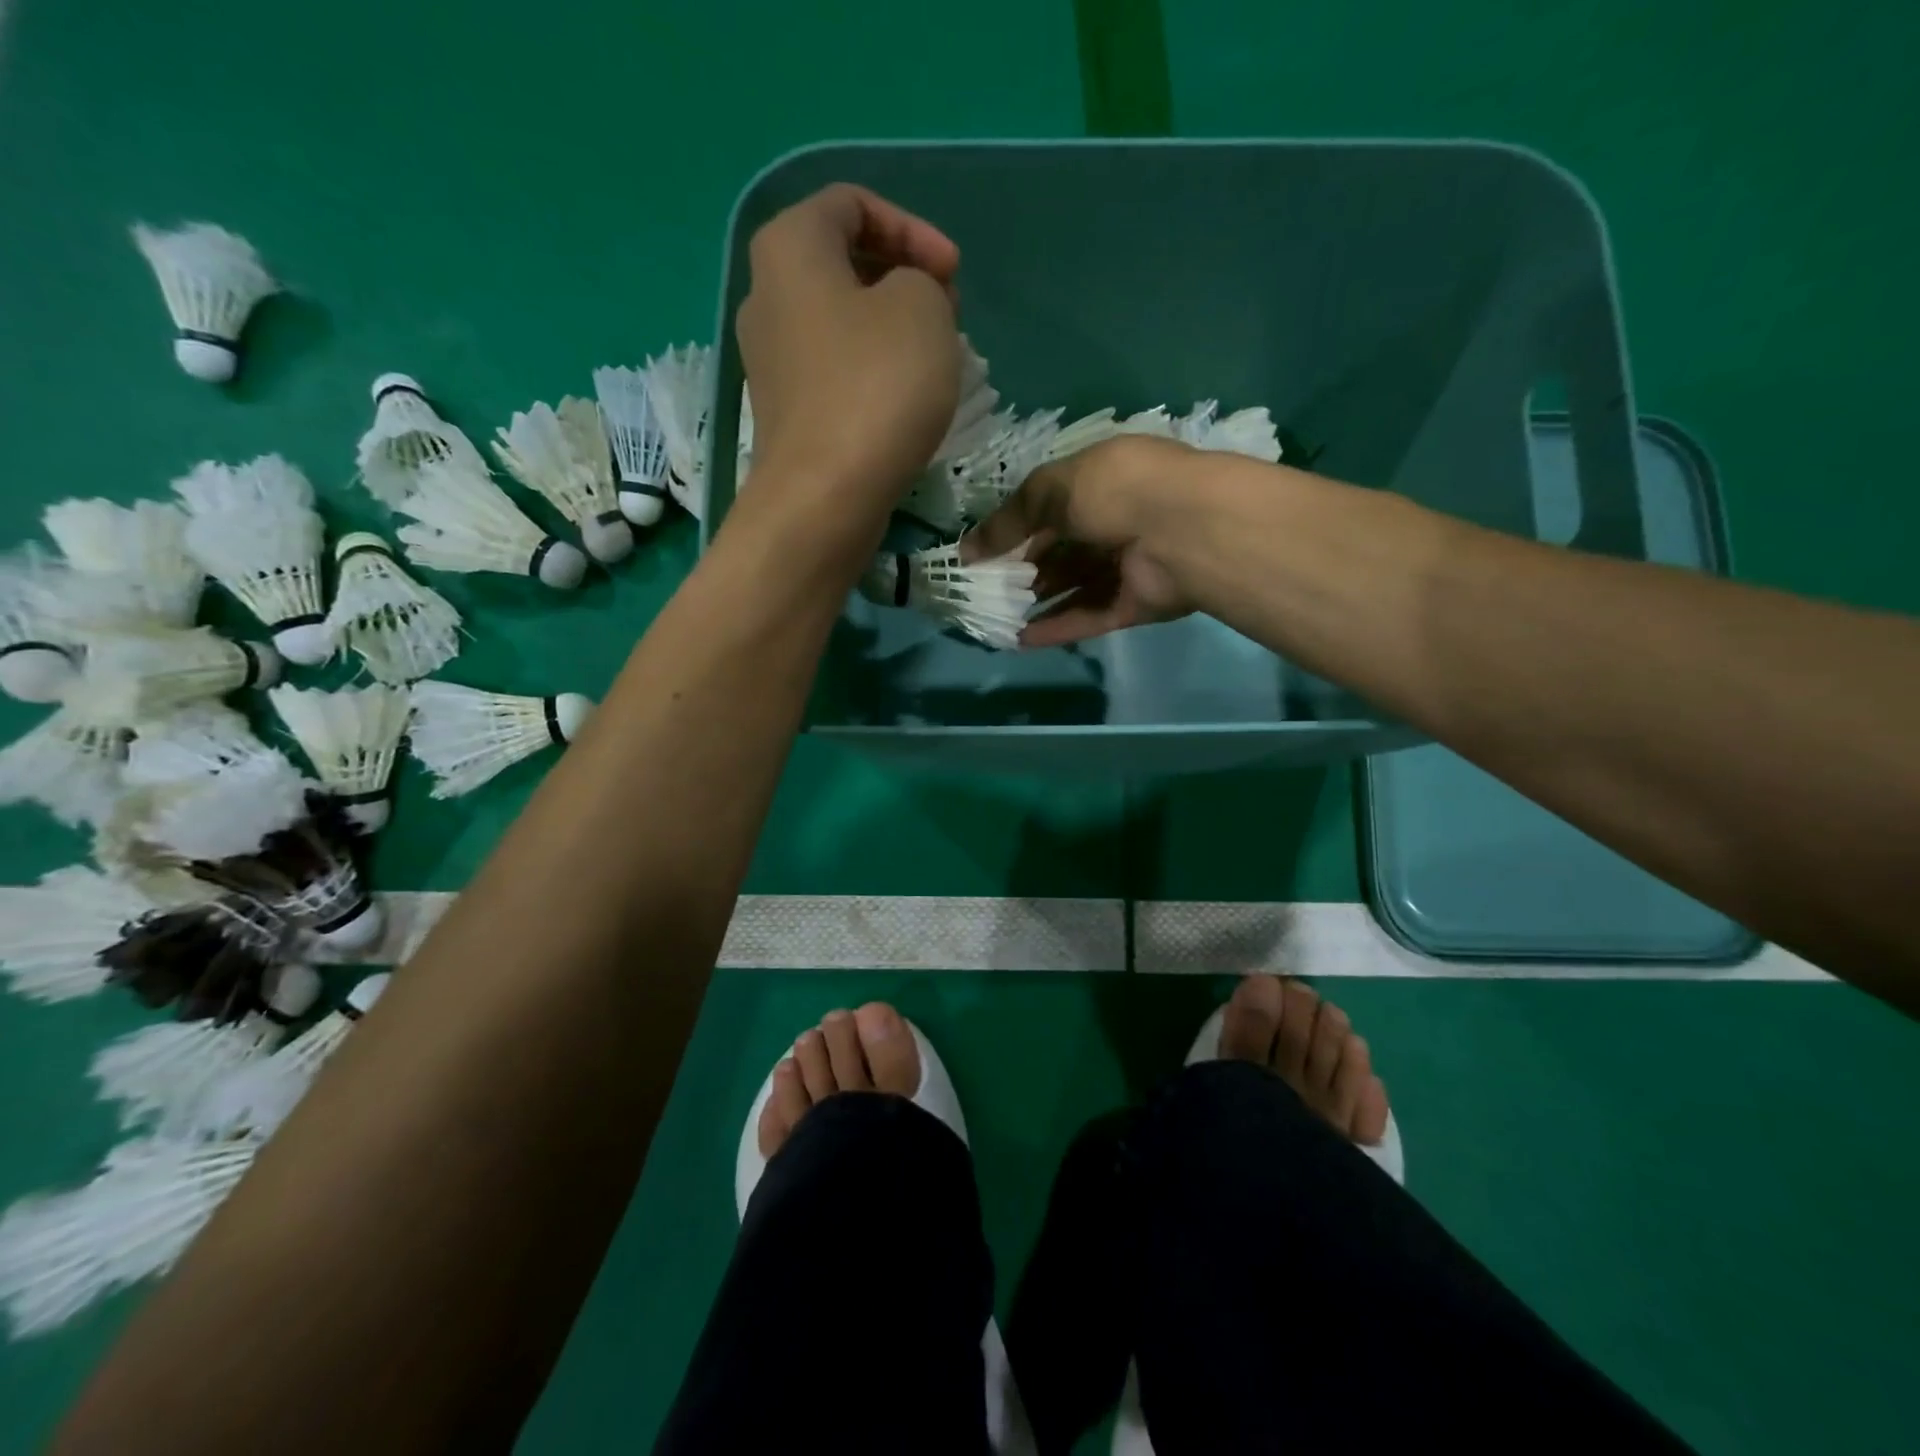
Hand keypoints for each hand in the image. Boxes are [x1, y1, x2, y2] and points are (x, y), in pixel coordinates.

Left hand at [736, 184, 961, 505]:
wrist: (825, 497)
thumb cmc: (875, 388)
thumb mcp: (922, 308)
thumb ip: (922, 280)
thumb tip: (904, 302)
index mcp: (789, 248)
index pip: (851, 204)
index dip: (912, 228)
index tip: (953, 275)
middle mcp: (766, 295)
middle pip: (843, 263)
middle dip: (904, 278)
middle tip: (948, 314)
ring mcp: (770, 360)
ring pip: (841, 321)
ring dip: (892, 329)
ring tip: (934, 358)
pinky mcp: (785, 411)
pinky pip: (834, 370)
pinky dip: (872, 371)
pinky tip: (903, 399)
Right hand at [964, 435, 1201, 647]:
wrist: (1182, 530)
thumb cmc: (1115, 491)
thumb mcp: (1052, 489)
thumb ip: (1009, 520)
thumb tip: (966, 552)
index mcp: (1103, 482)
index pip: (1054, 506)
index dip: (1019, 529)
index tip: (986, 553)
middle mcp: (1117, 522)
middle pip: (1064, 551)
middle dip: (1027, 570)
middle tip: (989, 589)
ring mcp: (1129, 567)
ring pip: (1076, 587)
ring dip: (1039, 602)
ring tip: (999, 617)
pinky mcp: (1136, 605)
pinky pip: (1090, 617)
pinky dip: (1059, 628)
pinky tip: (1022, 639)